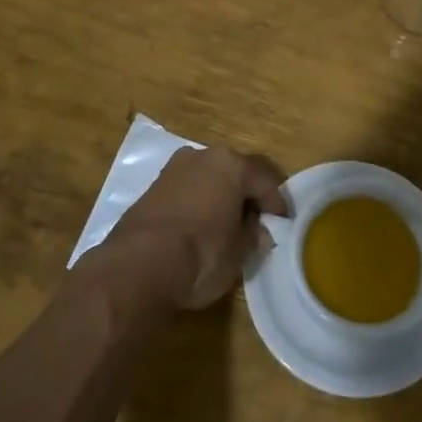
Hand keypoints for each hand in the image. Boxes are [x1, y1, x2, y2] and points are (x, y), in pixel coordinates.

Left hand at [103, 144, 287, 309]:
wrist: (139, 265)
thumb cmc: (202, 254)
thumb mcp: (239, 253)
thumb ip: (253, 237)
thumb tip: (259, 232)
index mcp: (231, 164)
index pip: (264, 181)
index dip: (276, 205)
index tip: (283, 224)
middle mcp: (202, 156)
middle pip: (234, 174)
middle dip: (245, 197)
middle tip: (255, 223)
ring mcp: (173, 169)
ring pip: (207, 179)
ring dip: (219, 198)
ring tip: (226, 227)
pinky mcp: (152, 187)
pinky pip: (186, 191)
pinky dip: (197, 204)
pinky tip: (199, 228)